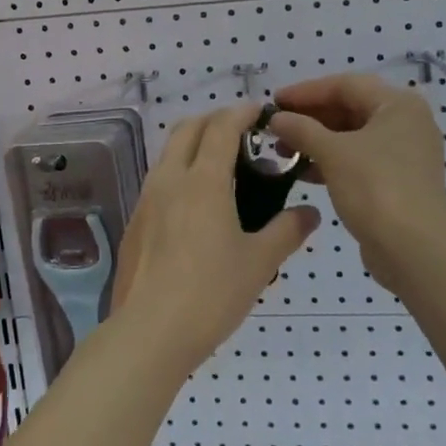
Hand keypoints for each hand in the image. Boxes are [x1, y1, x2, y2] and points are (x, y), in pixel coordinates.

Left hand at [109, 101, 319, 372]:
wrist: (149, 333)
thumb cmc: (211, 294)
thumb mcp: (259, 263)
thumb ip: (287, 231)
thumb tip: (310, 213)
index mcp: (203, 180)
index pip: (221, 126)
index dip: (242, 112)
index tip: (261, 112)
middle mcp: (170, 179)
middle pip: (188, 128)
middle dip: (215, 120)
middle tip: (243, 136)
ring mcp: (147, 199)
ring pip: (169, 152)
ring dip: (194, 145)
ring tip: (223, 169)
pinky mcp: (135, 221)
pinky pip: (159, 180)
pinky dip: (180, 172)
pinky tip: (198, 207)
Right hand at [268, 74, 445, 291]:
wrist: (413, 250)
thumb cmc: (375, 189)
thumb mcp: (332, 153)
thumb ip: (301, 129)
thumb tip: (276, 118)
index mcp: (398, 104)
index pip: (344, 85)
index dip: (305, 91)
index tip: (273, 102)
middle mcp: (406, 122)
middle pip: (350, 108)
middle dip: (310, 117)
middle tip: (275, 127)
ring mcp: (405, 153)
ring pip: (352, 136)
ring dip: (316, 140)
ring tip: (282, 151)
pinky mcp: (398, 180)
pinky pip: (359, 159)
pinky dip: (331, 161)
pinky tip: (303, 172)